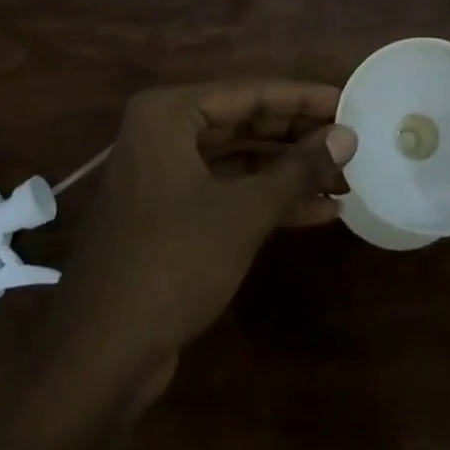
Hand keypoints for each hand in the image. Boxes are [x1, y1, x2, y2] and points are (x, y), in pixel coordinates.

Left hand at [47, 81, 355, 395]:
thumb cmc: (172, 263)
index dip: (302, 99)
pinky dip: (267, 199)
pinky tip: (318, 211)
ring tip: (344, 177)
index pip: (249, 93)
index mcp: (168, 115)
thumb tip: (347, 135)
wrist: (100, 356)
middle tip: (350, 141)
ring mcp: (164, 176)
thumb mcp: (244, 213)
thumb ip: (298, 169)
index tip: (348, 101)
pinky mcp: (169, 215)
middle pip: (244, 124)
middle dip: (298, 137)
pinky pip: (226, 192)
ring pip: (239, 160)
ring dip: (289, 171)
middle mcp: (162, 134)